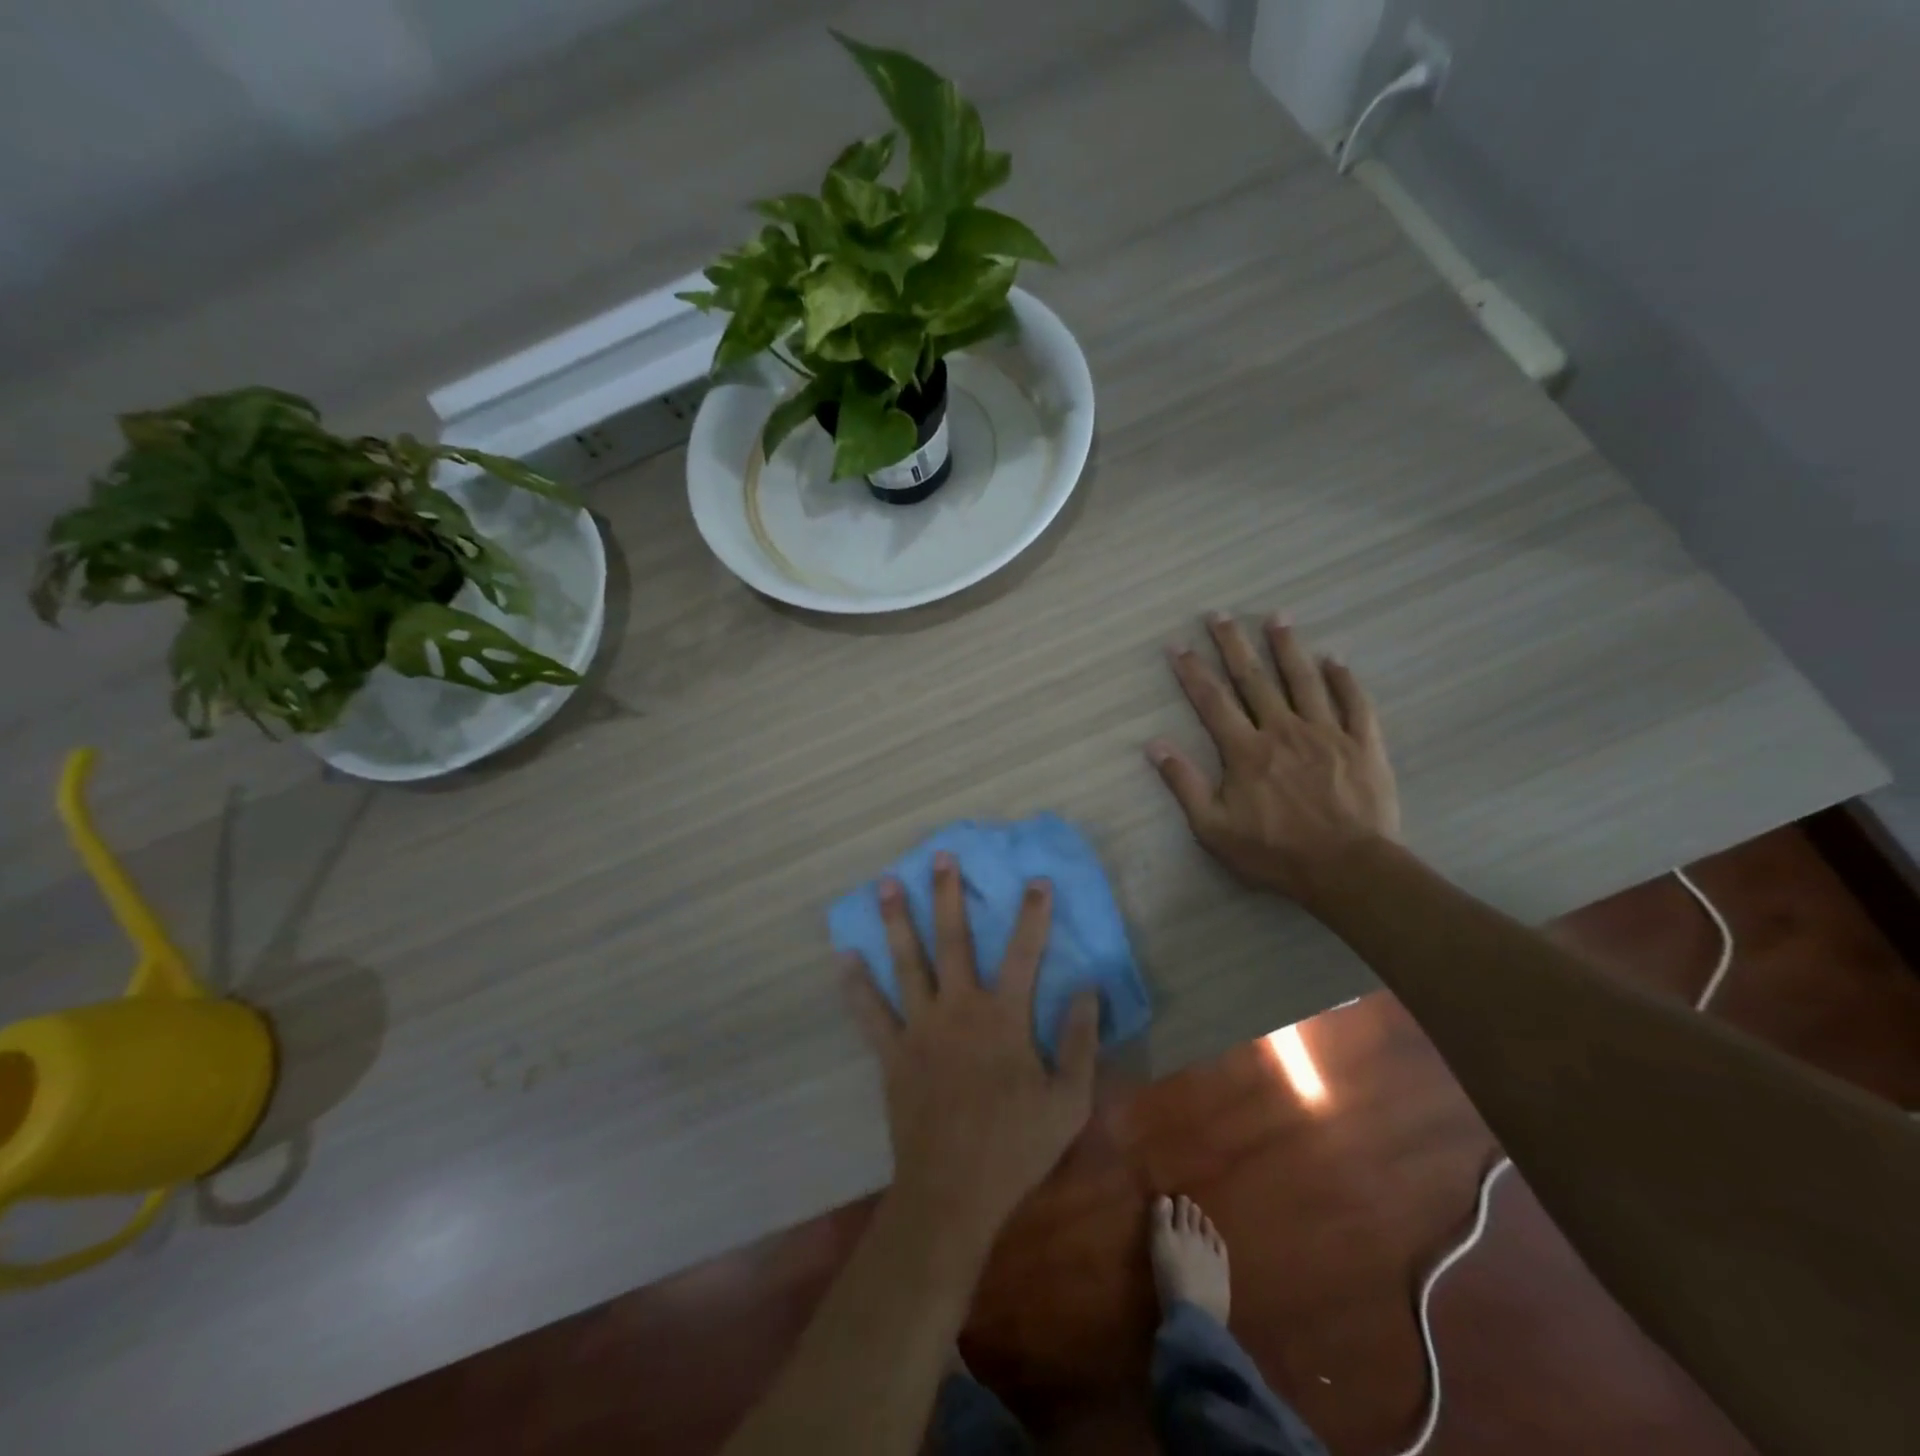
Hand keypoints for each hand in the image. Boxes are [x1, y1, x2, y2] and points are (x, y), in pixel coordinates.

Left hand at [844, 854, 1099, 1248]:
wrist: (953, 1191)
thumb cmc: (1015, 1147)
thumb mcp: (1068, 1101)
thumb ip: (1079, 1042)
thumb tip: (1087, 990)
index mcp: (1003, 1018)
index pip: (1024, 953)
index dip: (1032, 915)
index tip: (1035, 880)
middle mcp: (959, 1010)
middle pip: (953, 940)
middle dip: (948, 895)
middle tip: (940, 856)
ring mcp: (920, 1028)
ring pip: (906, 963)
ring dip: (897, 921)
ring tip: (886, 884)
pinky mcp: (892, 1053)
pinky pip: (869, 1013)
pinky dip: (856, 985)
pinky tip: (843, 957)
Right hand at [1147, 612, 1399, 903]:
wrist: (1347, 869)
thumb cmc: (1275, 852)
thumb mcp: (1214, 828)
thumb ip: (1184, 784)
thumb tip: (1154, 745)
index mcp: (1245, 750)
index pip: (1212, 701)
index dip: (1193, 671)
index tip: (1178, 644)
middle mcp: (1283, 730)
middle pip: (1255, 679)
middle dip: (1234, 644)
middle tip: (1220, 615)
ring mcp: (1326, 733)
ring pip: (1304, 680)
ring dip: (1287, 647)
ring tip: (1277, 617)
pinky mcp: (1362, 745)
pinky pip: (1354, 703)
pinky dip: (1344, 679)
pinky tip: (1335, 660)